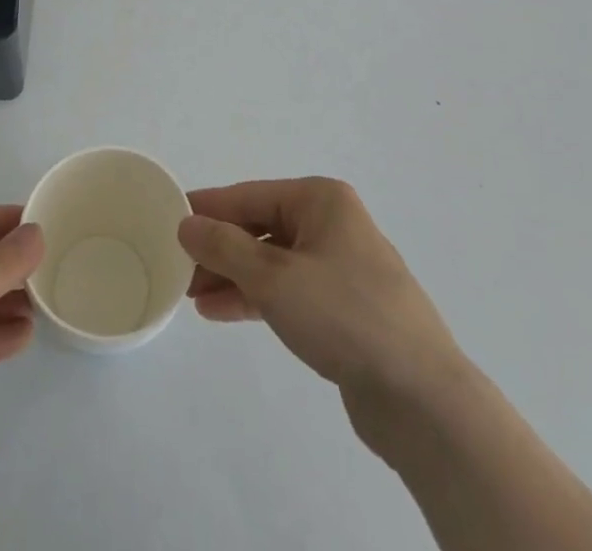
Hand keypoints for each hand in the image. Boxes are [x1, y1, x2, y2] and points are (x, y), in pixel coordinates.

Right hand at [179, 177, 458, 402]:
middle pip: (261, 228)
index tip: (170, 216)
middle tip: (177, 266)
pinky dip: (256, 298)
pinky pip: (288, 291)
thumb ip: (225, 248)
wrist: (420, 396)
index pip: (250, 196)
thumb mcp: (274, 278)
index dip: (209, 207)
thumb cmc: (344, 315)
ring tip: (192, 294)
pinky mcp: (342, 308)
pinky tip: (221, 311)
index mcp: (321, 200)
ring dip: (232, 276)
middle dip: (219, 248)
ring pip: (272, 262)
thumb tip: (187, 224)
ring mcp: (340, 267)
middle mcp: (331, 224)